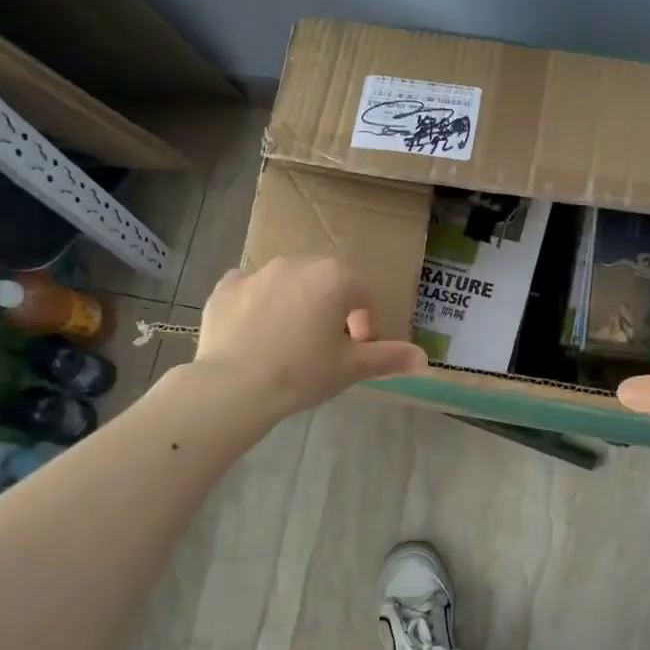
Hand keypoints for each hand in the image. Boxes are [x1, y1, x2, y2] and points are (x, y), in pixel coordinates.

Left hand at [195, 257, 426, 418]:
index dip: (367, 324)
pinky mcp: (224, 288)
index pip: (364, 295)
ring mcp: (257, 273)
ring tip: (290, 341)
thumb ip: (388, 357)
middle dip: (333, 308)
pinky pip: (250, 289)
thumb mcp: (350, 368)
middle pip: (326, 282)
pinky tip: (255, 332)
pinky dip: (258, 303)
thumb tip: (424, 358)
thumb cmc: (302, 373)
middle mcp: (297, 263)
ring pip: (288, 283)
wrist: (233, 387)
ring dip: (297, 303)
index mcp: (334, 277)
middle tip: (327, 345)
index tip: (358, 351)